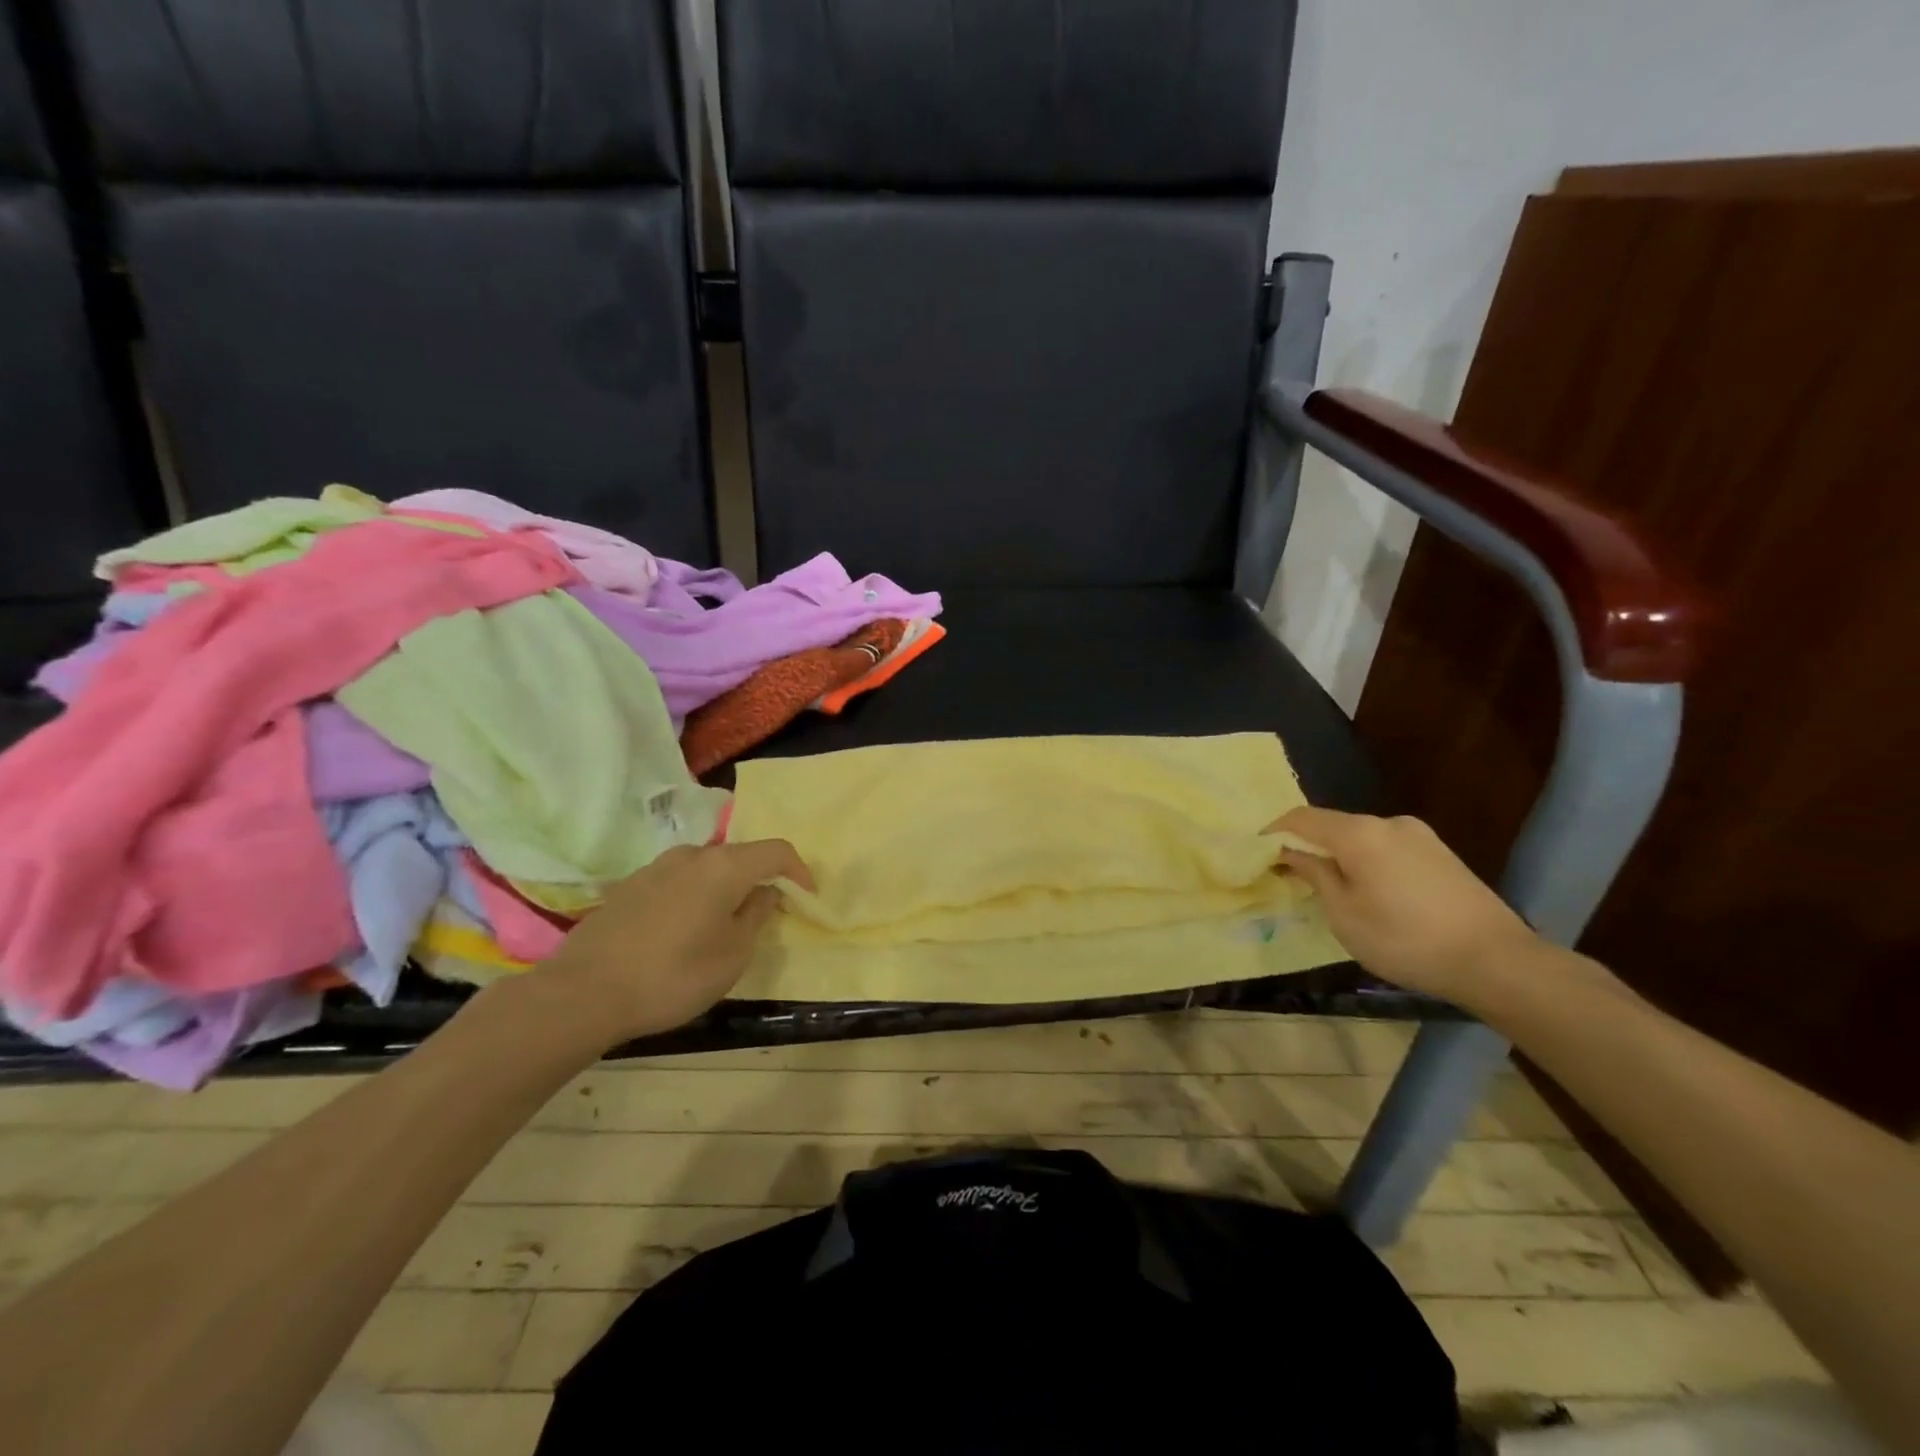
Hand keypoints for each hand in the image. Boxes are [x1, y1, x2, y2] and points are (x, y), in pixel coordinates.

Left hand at [537, 839, 813, 1043]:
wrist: (583, 993)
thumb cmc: (673, 975)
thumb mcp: (733, 955)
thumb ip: (756, 916)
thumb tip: (764, 893)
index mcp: (724, 866)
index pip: (776, 851)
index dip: (799, 871)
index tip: (807, 898)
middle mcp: (691, 855)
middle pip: (739, 857)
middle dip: (758, 881)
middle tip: (764, 915)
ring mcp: (655, 868)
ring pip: (705, 870)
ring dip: (722, 891)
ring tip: (721, 928)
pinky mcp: (628, 887)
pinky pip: (676, 884)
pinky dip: (692, 899)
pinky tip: (681, 934)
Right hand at [1265, 807, 1537, 1001]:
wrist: (1497, 961)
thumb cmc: (1405, 939)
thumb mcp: (1344, 914)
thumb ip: (1315, 875)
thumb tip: (1291, 853)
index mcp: (1359, 832)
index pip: (1301, 818)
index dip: (1273, 832)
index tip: (1256, 854)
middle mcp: (1388, 822)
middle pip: (1334, 826)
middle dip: (1309, 846)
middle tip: (1292, 877)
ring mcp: (1420, 836)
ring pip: (1362, 838)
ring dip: (1340, 857)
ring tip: (1333, 891)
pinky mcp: (1441, 854)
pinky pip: (1388, 849)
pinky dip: (1368, 863)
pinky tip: (1373, 894)